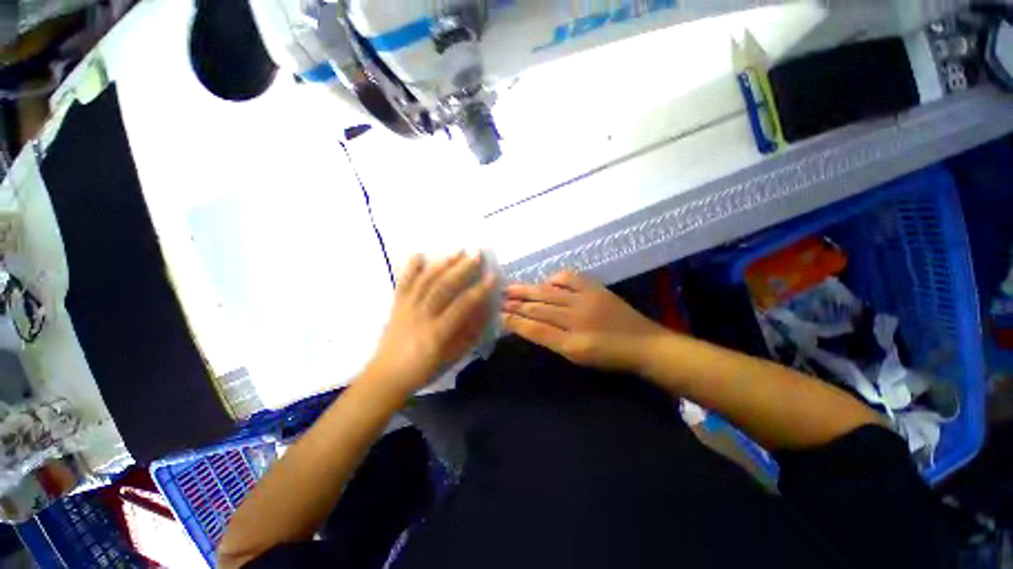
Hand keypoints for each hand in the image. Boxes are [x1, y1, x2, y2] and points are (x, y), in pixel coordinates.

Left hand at [367, 252, 496, 395]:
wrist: (387, 376)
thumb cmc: (424, 369)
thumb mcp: (453, 356)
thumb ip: (469, 333)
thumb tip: (484, 310)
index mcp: (437, 333)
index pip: (462, 306)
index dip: (479, 290)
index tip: (492, 276)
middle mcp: (421, 317)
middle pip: (443, 287)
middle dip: (462, 268)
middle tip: (476, 254)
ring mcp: (406, 309)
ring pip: (425, 281)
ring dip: (442, 264)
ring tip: (457, 251)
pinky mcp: (396, 305)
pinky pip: (403, 283)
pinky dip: (410, 268)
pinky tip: (418, 255)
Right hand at [501, 271, 667, 373]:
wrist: (645, 344)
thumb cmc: (610, 357)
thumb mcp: (578, 356)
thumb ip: (552, 341)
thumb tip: (529, 326)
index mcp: (571, 342)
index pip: (535, 328)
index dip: (514, 321)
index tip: (497, 314)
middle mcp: (576, 318)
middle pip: (538, 308)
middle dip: (515, 303)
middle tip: (496, 297)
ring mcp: (586, 300)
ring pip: (548, 293)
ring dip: (527, 290)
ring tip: (510, 287)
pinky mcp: (595, 288)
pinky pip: (569, 278)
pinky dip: (553, 279)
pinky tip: (545, 283)